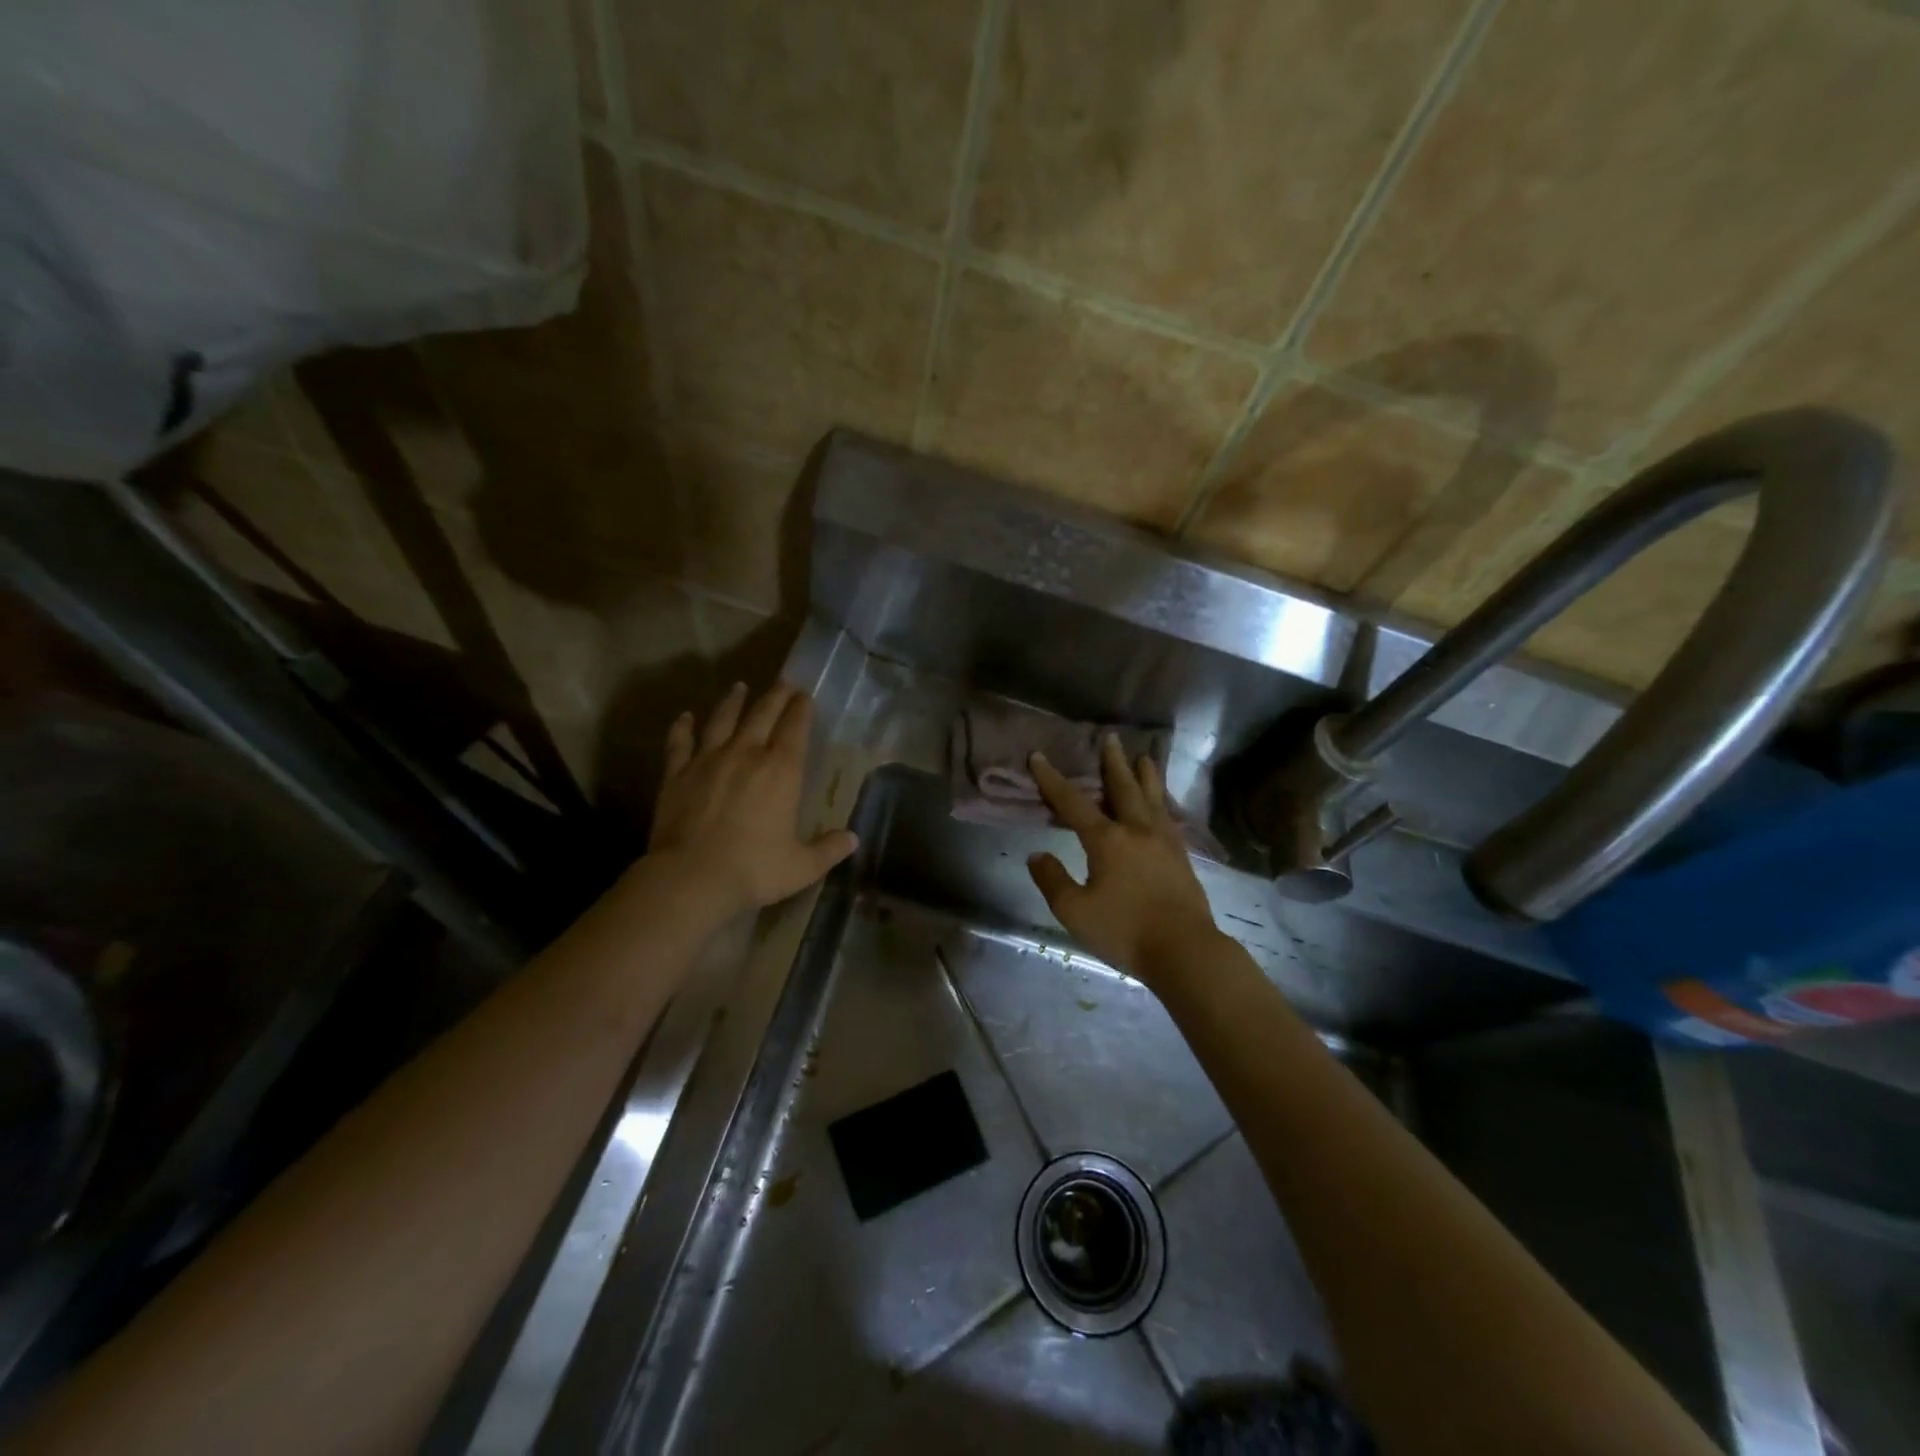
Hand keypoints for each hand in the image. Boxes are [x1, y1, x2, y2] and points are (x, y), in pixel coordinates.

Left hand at [648, 681, 858, 916]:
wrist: (691, 878)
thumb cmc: (754, 870)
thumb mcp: (802, 867)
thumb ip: (829, 850)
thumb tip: (852, 839)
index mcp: (781, 771)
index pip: (795, 728)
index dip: (801, 709)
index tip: (805, 696)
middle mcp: (746, 754)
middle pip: (762, 714)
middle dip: (776, 695)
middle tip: (783, 681)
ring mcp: (708, 760)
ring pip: (722, 720)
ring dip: (732, 701)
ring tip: (739, 687)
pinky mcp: (676, 774)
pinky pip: (680, 743)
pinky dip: (682, 727)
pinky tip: (685, 717)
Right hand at [1026, 736, 1223, 987]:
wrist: (1184, 950)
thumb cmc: (1124, 931)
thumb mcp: (1074, 911)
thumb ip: (1052, 880)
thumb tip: (1037, 855)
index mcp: (1107, 840)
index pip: (1073, 803)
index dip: (1052, 780)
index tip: (1039, 757)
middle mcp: (1136, 831)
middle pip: (1122, 788)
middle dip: (1112, 763)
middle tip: (1110, 738)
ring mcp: (1164, 842)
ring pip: (1153, 798)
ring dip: (1145, 775)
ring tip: (1144, 757)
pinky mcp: (1181, 857)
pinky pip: (1169, 817)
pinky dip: (1162, 802)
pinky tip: (1163, 805)